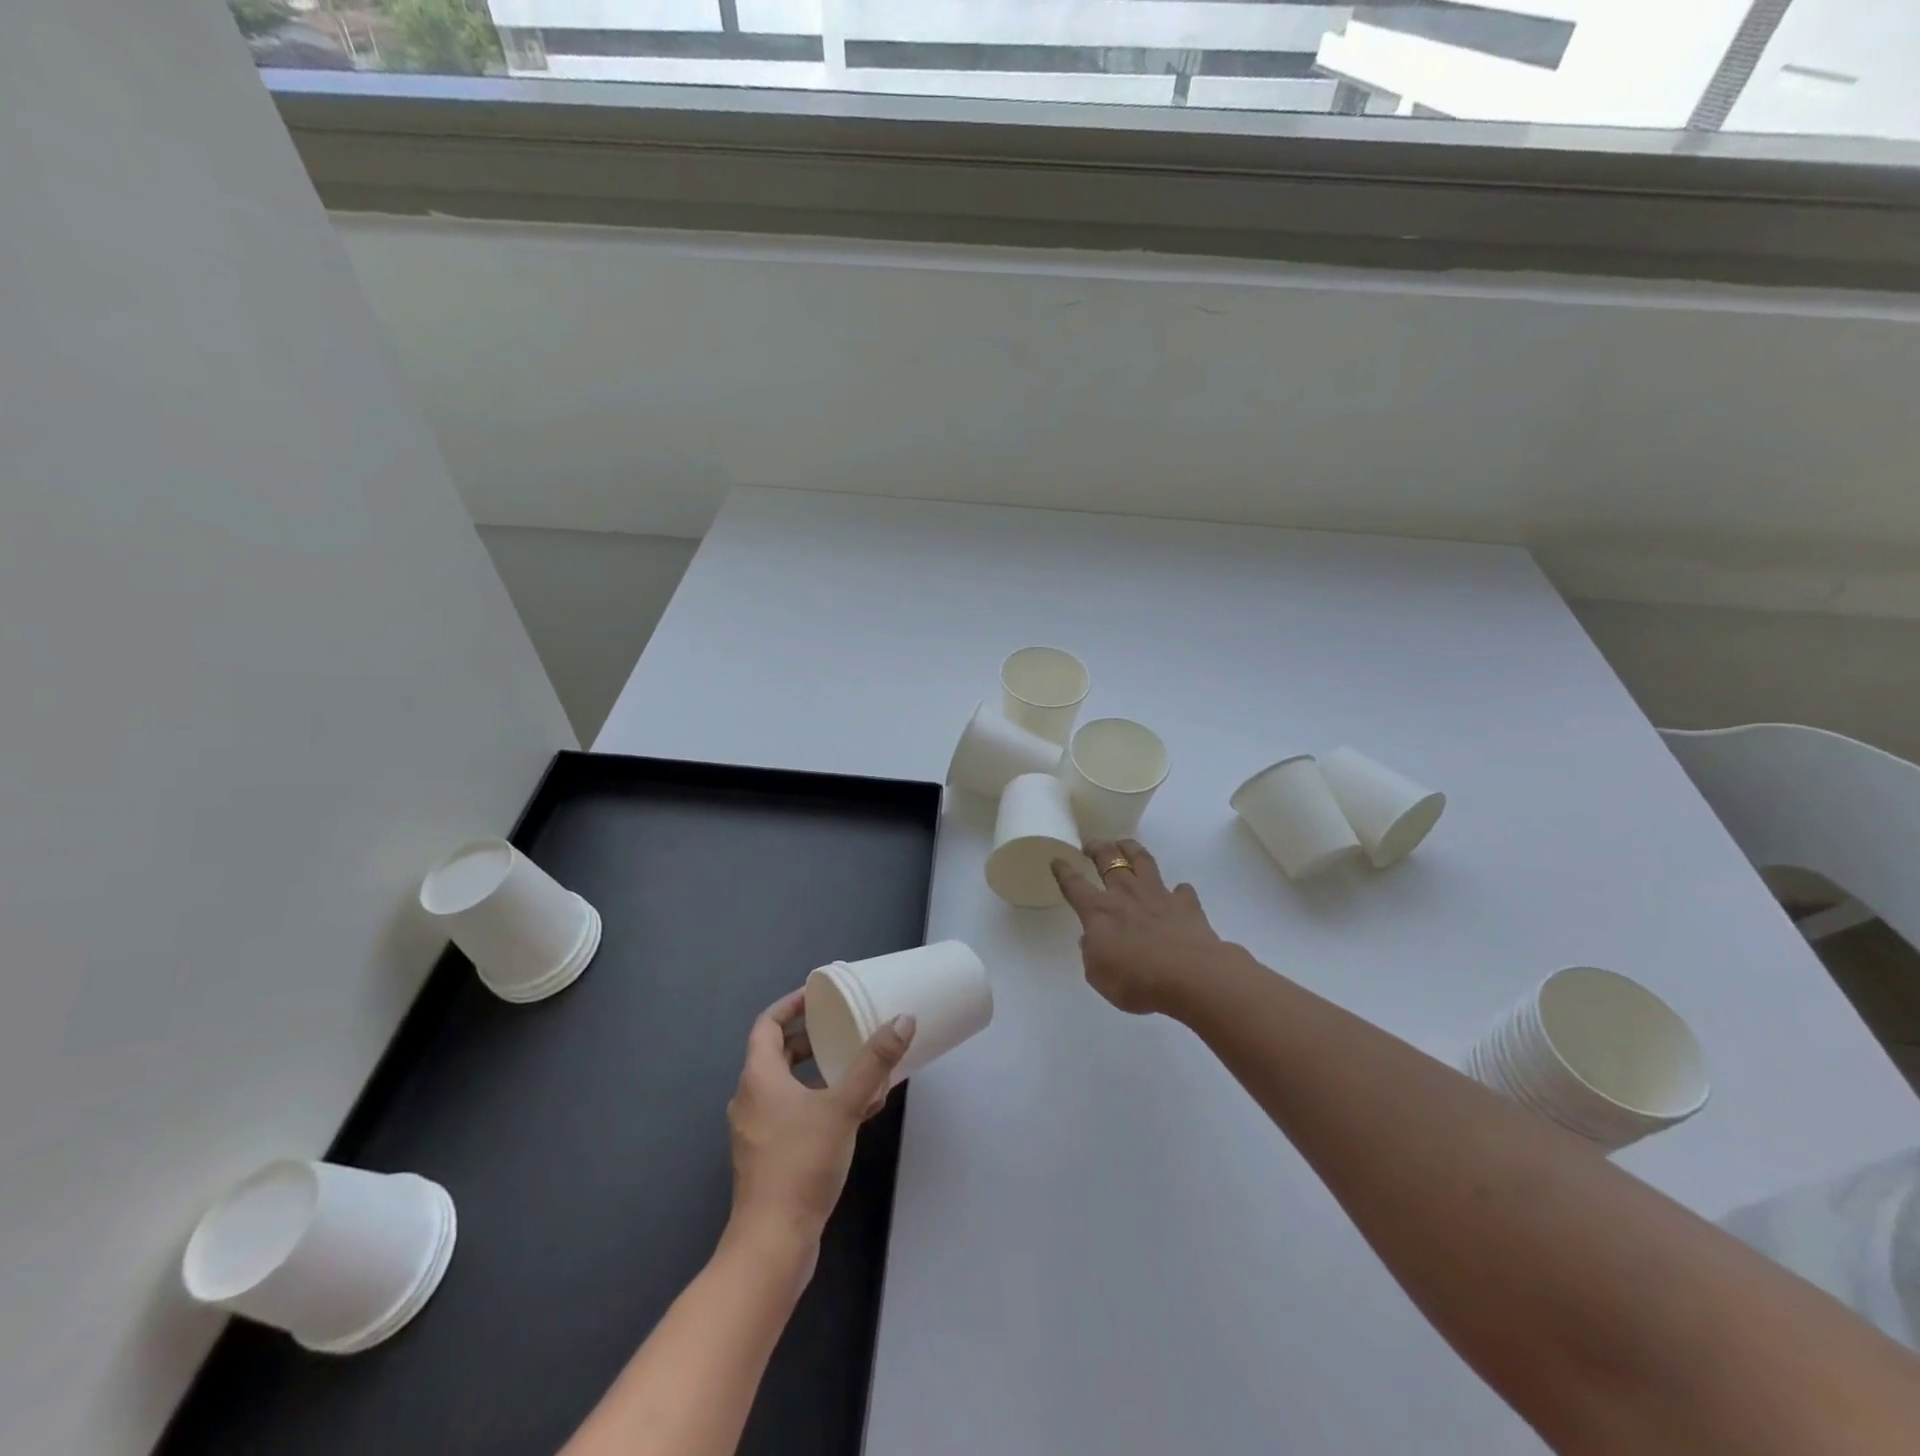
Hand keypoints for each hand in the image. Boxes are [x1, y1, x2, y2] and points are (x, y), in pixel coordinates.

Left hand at [725, 989, 915, 1266]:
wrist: (772, 1244)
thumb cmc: (801, 1164)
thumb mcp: (843, 1107)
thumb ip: (872, 1063)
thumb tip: (903, 1020)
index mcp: (758, 1077)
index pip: (767, 1024)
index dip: (790, 1005)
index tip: (818, 995)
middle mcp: (750, 1099)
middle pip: (776, 1053)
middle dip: (809, 1038)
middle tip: (841, 1026)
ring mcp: (756, 1131)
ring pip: (786, 1086)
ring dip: (817, 1072)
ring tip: (855, 1067)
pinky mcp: (767, 1156)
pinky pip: (791, 1113)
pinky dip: (817, 1102)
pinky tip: (854, 1112)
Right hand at [1052, 838, 1230, 1015]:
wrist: (1191, 977)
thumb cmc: (1137, 981)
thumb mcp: (1098, 976)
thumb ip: (1091, 954)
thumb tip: (1090, 939)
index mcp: (1099, 911)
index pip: (1074, 884)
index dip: (1063, 871)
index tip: (1057, 860)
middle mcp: (1126, 894)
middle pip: (1108, 859)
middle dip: (1096, 847)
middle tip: (1090, 845)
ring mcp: (1158, 895)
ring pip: (1142, 860)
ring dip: (1130, 848)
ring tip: (1124, 845)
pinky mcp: (1186, 904)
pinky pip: (1181, 890)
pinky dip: (1178, 890)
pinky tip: (1177, 893)